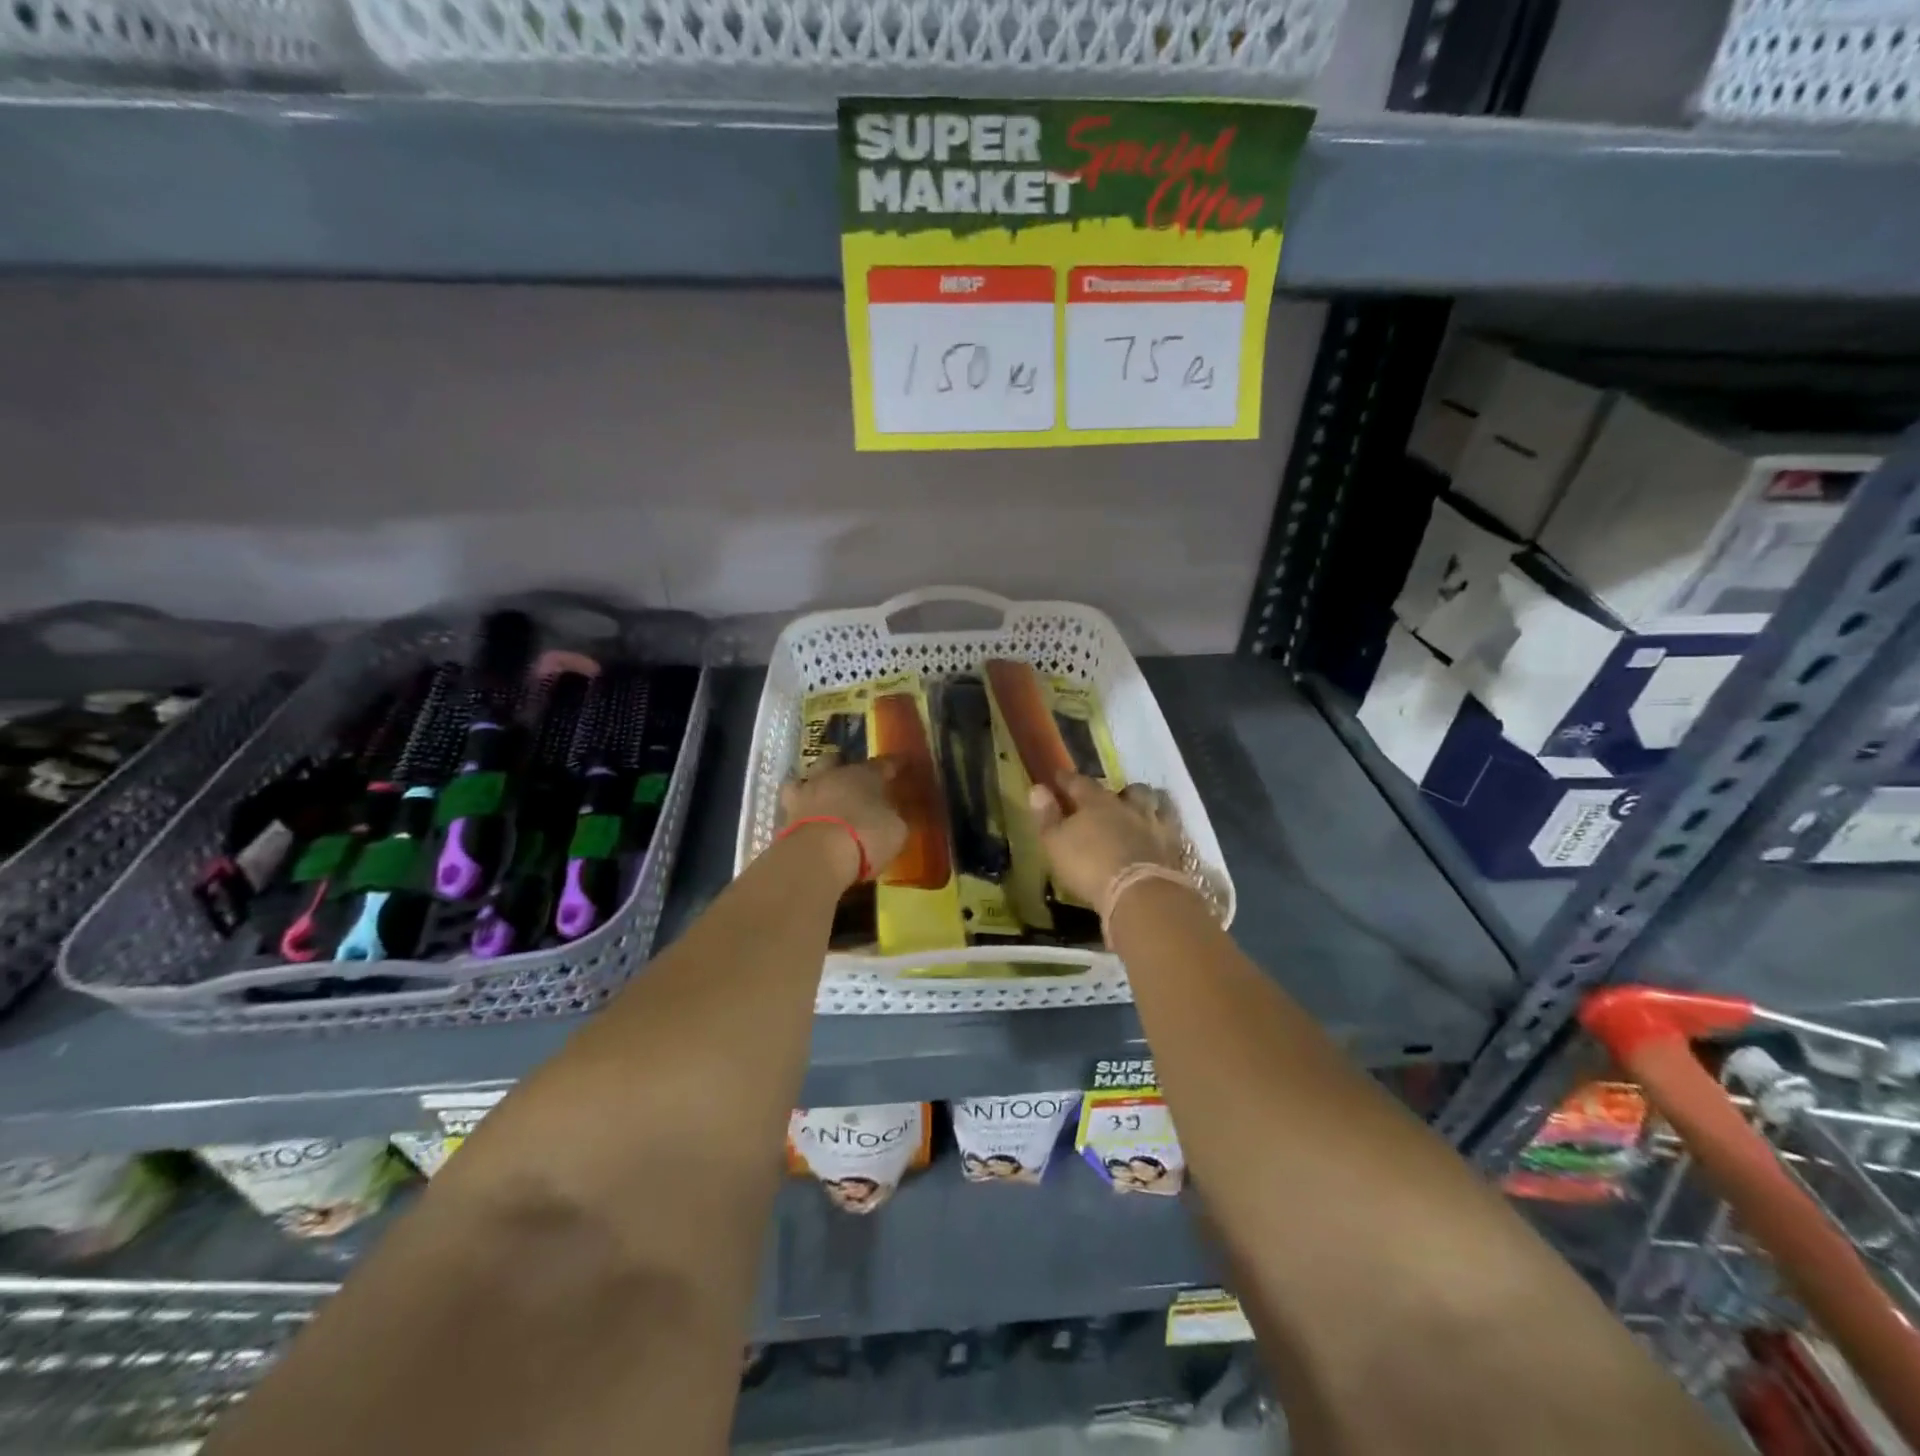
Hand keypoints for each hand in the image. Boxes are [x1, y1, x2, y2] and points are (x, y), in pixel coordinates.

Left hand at [779, 754, 907, 886]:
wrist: (817, 856)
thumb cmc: (866, 837)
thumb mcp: (896, 830)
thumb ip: (896, 817)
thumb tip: (896, 813)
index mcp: (865, 774)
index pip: (885, 763)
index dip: (897, 763)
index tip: (905, 763)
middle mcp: (833, 775)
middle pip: (837, 760)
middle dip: (845, 765)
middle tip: (854, 778)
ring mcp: (806, 792)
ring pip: (809, 775)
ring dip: (817, 782)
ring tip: (823, 793)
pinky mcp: (785, 814)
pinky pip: (793, 802)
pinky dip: (800, 806)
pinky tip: (805, 814)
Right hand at [1027, 772, 1184, 908]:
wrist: (1140, 892)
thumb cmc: (1089, 866)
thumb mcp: (1055, 843)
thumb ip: (1047, 816)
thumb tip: (1037, 788)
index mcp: (1096, 802)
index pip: (1079, 783)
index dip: (1067, 780)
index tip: (1058, 776)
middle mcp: (1128, 807)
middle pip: (1126, 790)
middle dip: (1117, 791)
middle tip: (1109, 798)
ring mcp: (1154, 824)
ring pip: (1154, 803)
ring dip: (1146, 804)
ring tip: (1140, 810)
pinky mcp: (1173, 846)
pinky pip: (1170, 827)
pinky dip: (1163, 827)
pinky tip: (1159, 833)